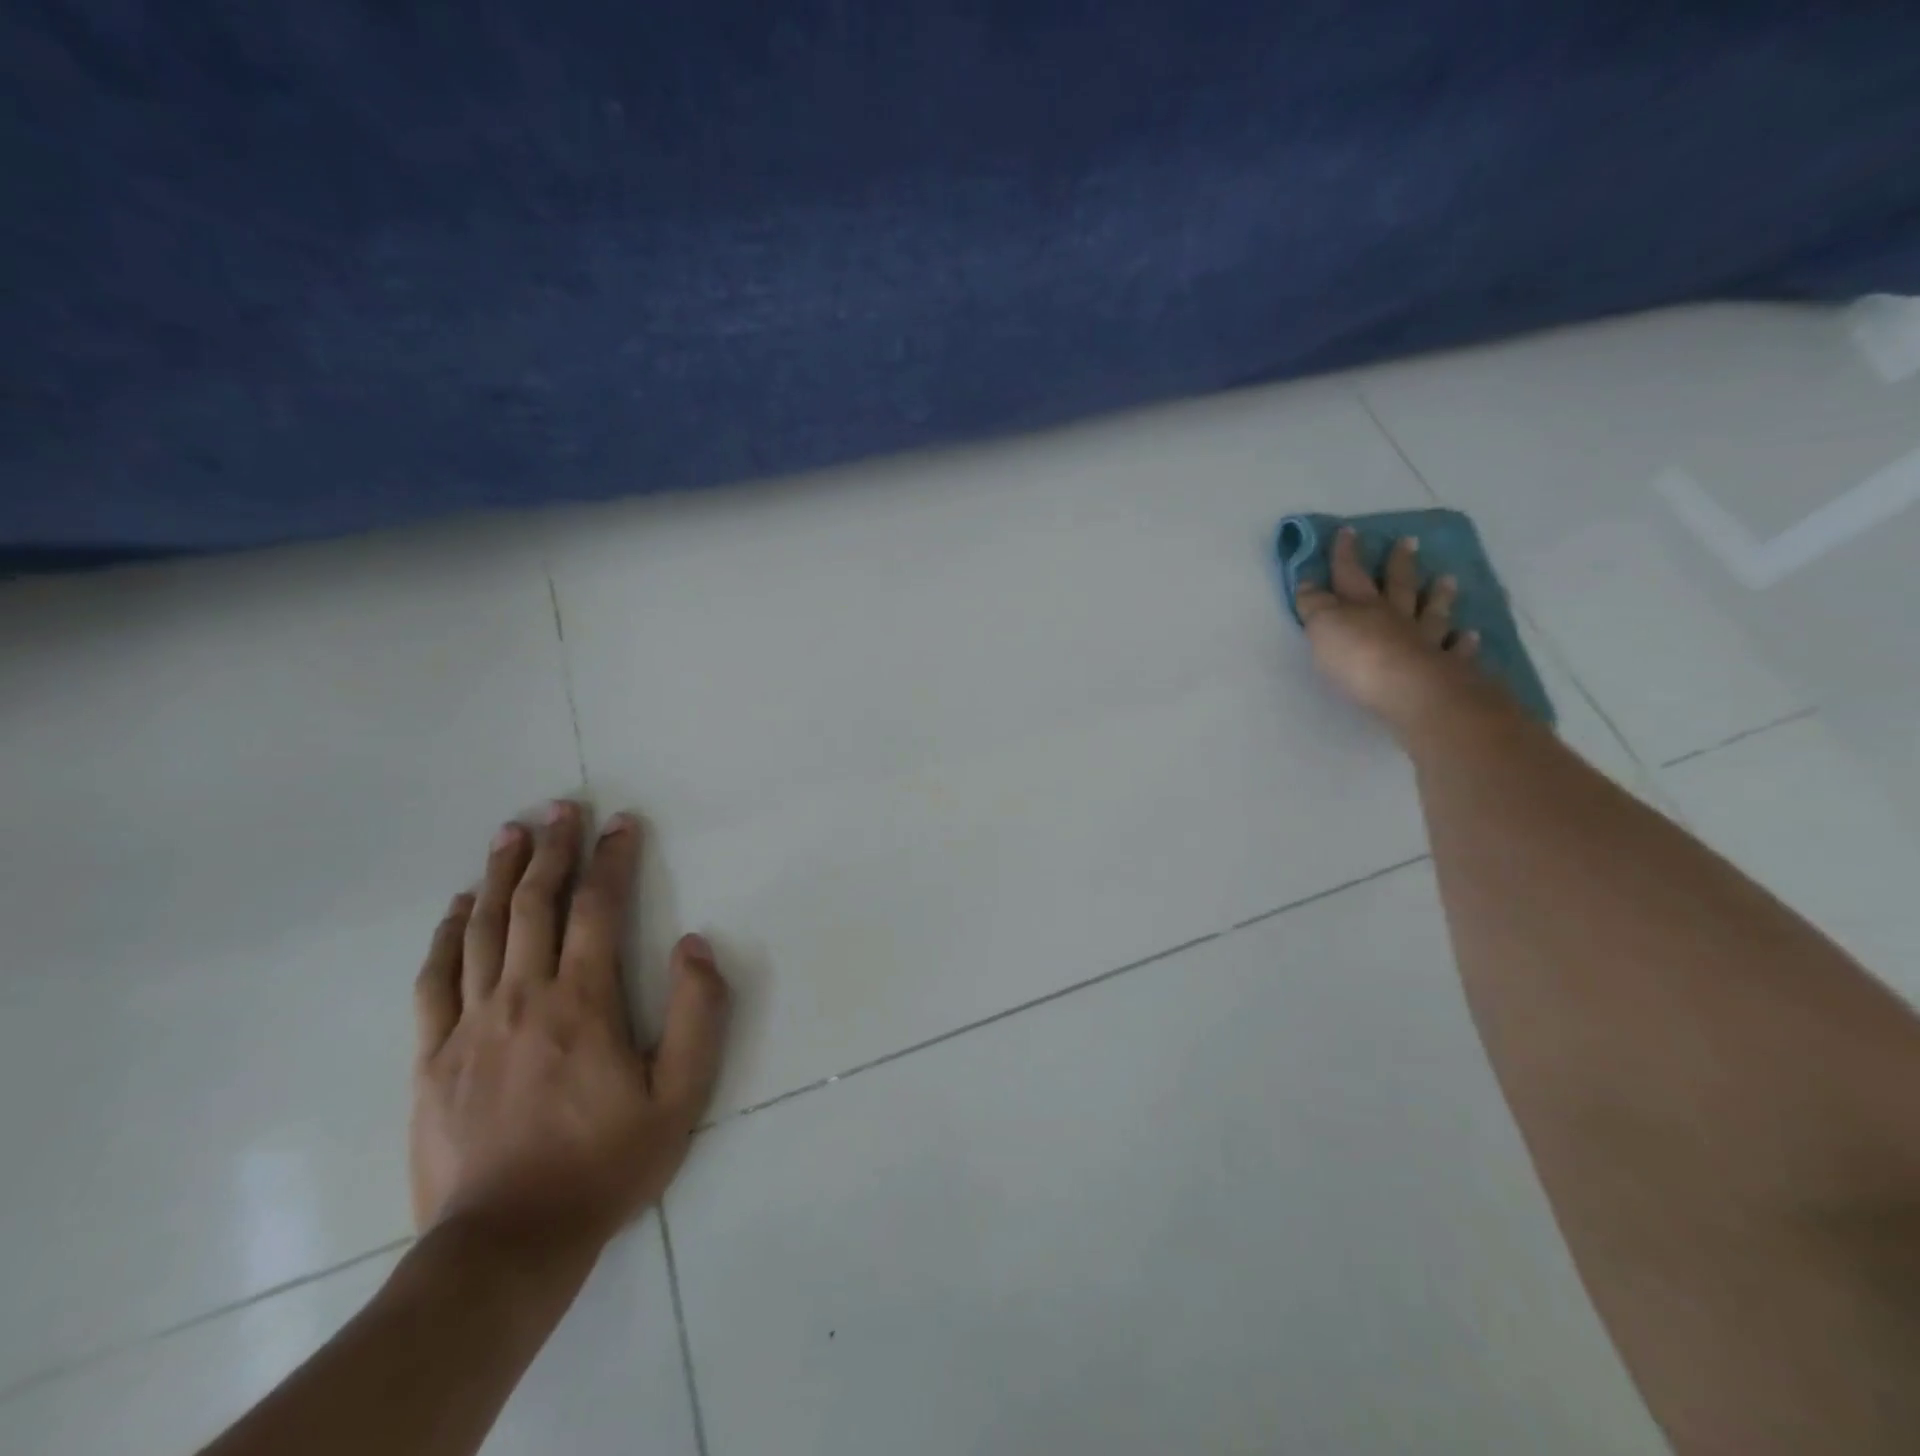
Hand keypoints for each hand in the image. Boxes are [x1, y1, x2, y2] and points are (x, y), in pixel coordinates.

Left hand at [410, 801, 729, 1250]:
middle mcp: (524, 997)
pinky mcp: (433, 1057)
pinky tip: (458, 907)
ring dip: (500, 874)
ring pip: (483, 930)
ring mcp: (470, 1025)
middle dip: (552, 849)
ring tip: (511, 833)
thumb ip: (697, 1015)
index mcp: (584, 1002)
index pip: (598, 908)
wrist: (505, 1246)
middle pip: (534, 905)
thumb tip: (693, 945)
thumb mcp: (680, 1098)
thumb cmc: (604, 1166)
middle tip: (560, 807)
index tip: (621, 822)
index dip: (612, 858)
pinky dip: (448, 934)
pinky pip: (436, 979)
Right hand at [1295, 528, 1491, 733]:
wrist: (1411, 691)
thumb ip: (1315, 605)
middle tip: (1409, 541)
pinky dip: (1462, 642)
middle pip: (1397, 586)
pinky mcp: (1447, 668)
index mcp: (1361, 607)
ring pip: (1431, 613)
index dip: (1345, 554)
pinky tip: (1470, 635)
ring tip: (1448, 580)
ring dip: (1439, 596)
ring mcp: (1425, 641)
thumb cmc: (1358, 659)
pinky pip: (1456, 650)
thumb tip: (1308, 583)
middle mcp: (1395, 618)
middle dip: (1399, 564)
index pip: (1349, 574)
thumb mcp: (1322, 627)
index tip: (1347, 530)